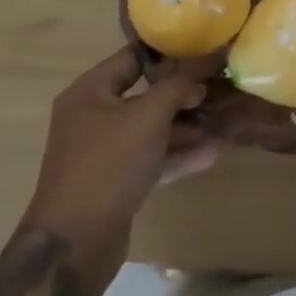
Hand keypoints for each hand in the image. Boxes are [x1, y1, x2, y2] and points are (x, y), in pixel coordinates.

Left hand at [19, 48, 217, 282]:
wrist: (74, 243)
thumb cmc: (109, 164)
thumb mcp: (148, 116)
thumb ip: (176, 89)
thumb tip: (196, 84)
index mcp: (91, 91)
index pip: (133, 57)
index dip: (168, 53)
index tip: (202, 51)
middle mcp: (92, 117)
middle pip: (144, 95)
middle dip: (182, 95)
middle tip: (218, 89)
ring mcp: (102, 152)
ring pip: (149, 129)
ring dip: (184, 127)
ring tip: (221, 123)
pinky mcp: (113, 182)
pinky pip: (148, 158)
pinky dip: (175, 155)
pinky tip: (209, 154)